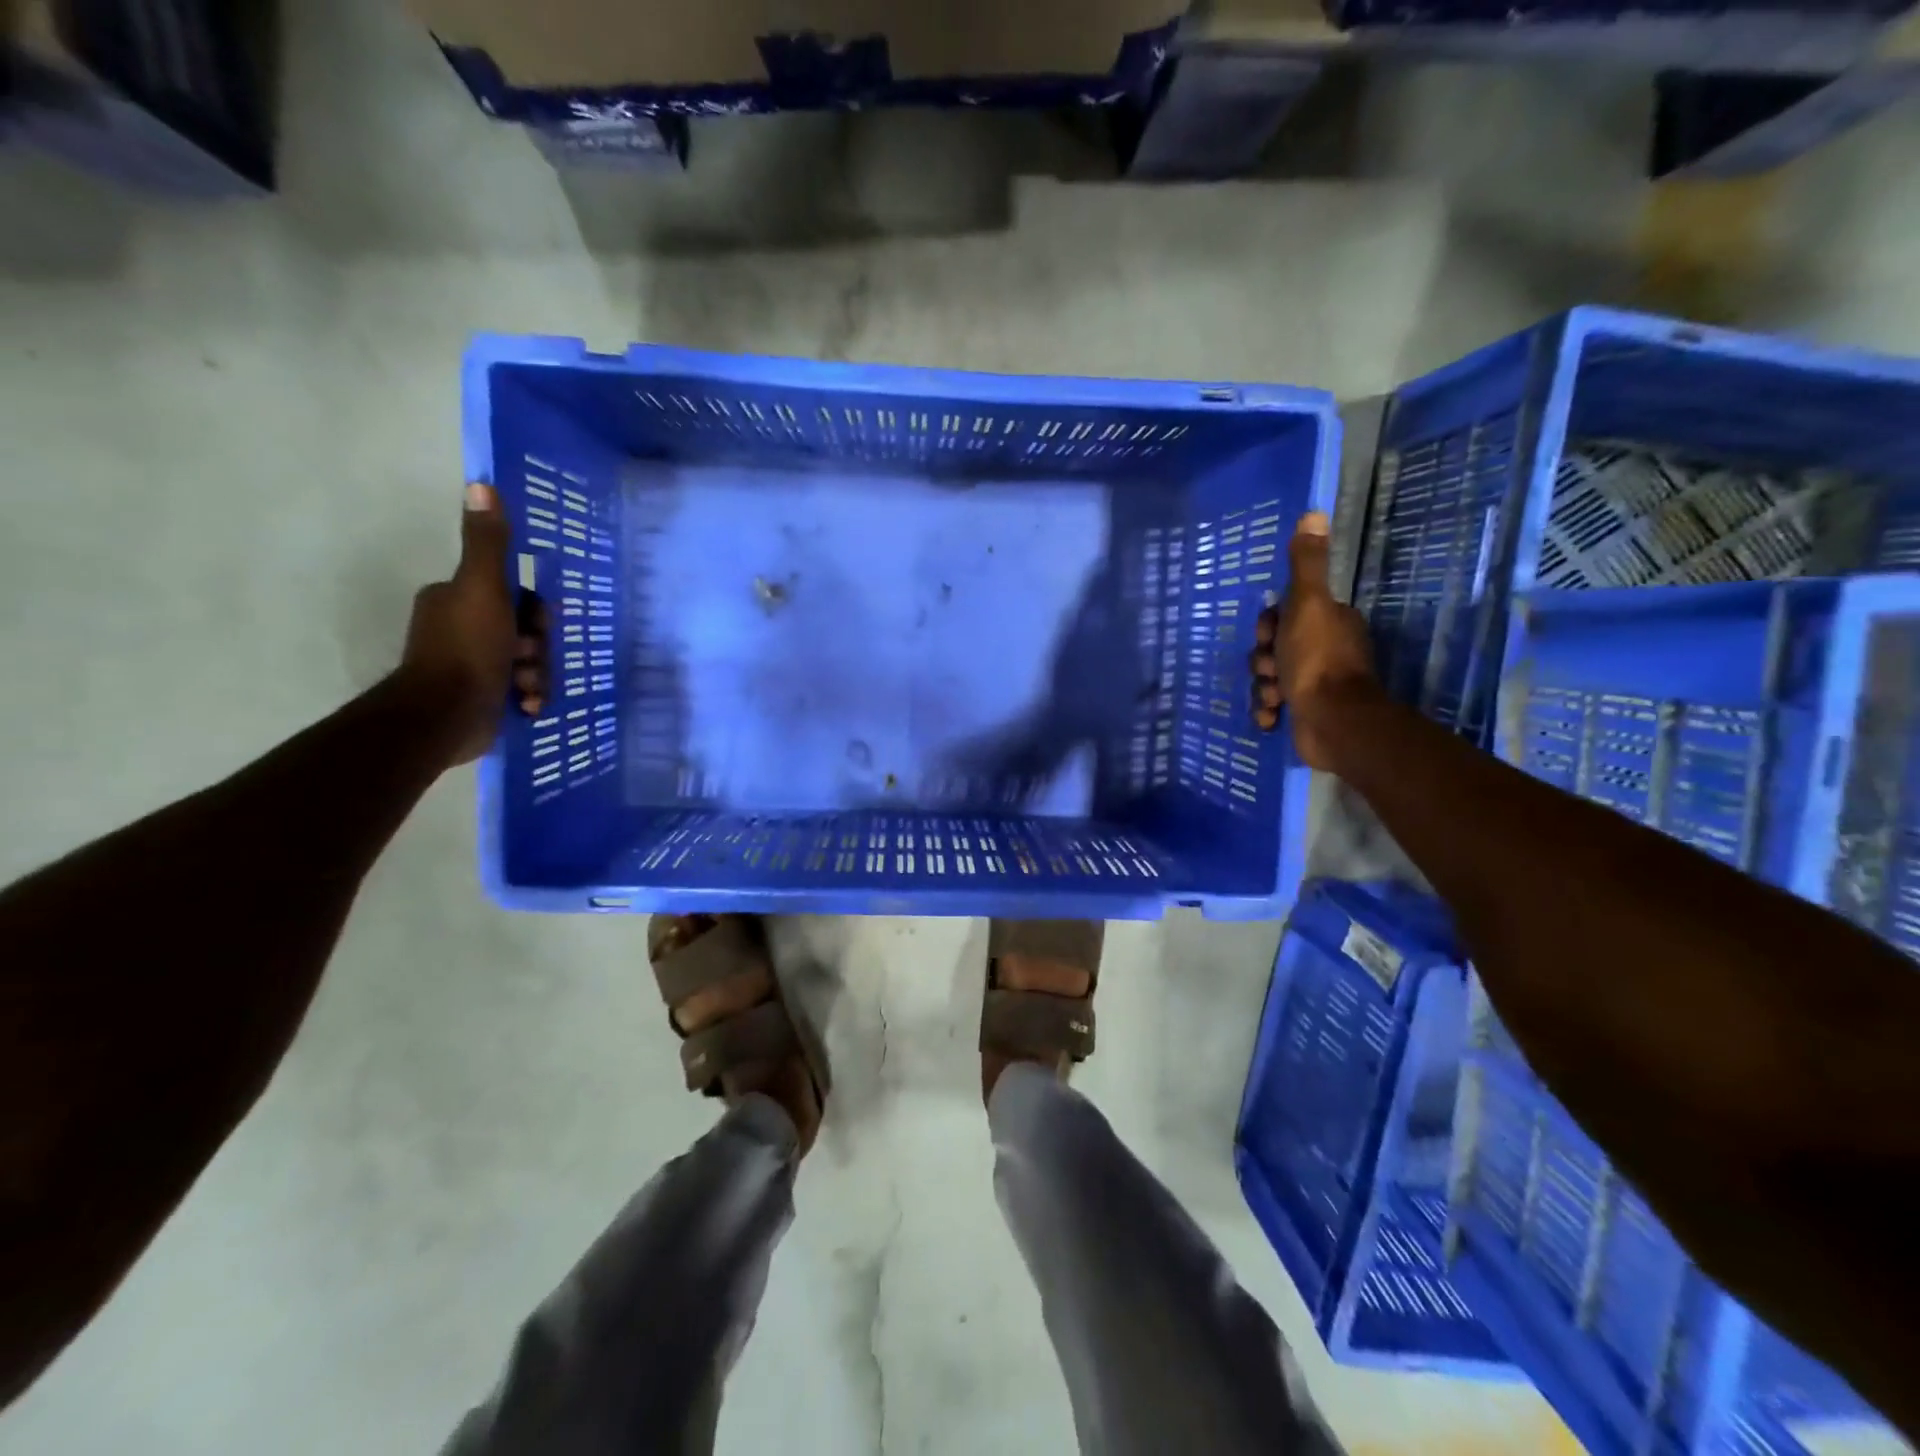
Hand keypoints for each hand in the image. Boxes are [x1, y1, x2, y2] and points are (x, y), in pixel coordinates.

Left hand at [400, 483, 548, 766]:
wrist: (445, 715)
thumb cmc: (467, 649)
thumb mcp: (484, 588)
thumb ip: (488, 543)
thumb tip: (480, 483)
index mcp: (457, 600)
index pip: (514, 597)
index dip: (534, 614)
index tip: (536, 630)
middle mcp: (461, 628)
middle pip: (524, 631)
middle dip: (536, 650)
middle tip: (528, 661)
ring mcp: (470, 666)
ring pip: (526, 662)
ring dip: (535, 676)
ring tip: (525, 690)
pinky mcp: (479, 698)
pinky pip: (519, 689)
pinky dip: (527, 697)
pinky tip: (526, 707)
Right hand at [1250, 511, 1379, 770]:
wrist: (1333, 721)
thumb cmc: (1317, 660)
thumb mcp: (1307, 605)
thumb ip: (1307, 565)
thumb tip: (1314, 512)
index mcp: (1328, 621)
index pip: (1283, 615)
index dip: (1268, 627)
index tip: (1269, 638)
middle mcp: (1324, 648)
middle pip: (1272, 648)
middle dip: (1263, 662)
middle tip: (1273, 671)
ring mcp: (1315, 682)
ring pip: (1269, 678)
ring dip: (1264, 688)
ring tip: (1274, 699)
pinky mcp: (1306, 711)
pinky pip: (1273, 705)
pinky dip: (1269, 711)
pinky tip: (1273, 717)